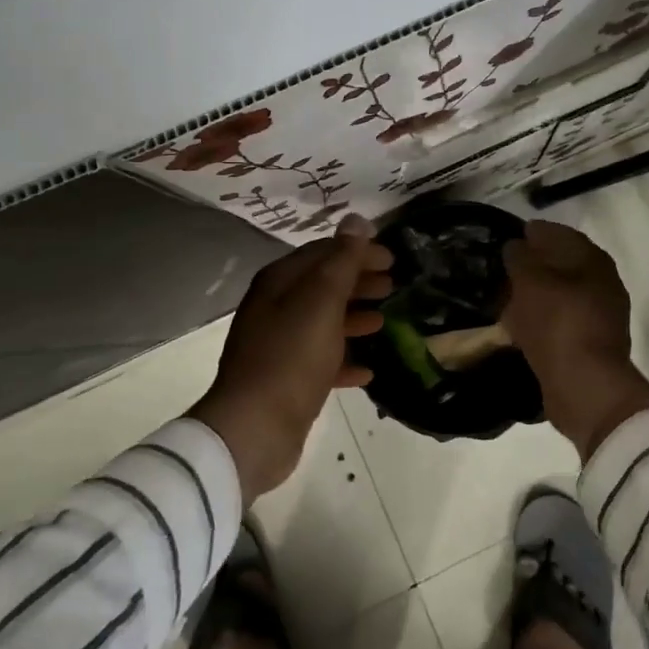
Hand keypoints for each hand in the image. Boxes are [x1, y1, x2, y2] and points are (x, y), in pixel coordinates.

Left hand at [190, 214, 392, 498]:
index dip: (358, 251)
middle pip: (323, 285)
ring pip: (323, 321)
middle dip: (358, 281)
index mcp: (279, 282)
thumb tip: (357, 219)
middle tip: (393, 285)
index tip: (392, 258)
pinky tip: (368, 370)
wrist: (255, 429)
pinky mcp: (286, 379)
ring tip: (383, 321)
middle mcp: (275, 308)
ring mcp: (278, 344)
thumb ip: (342, 260)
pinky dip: (344, 359)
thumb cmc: (291, 357)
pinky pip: (321, 360)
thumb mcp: (322, 301)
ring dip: (353, 317)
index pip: (323, 252)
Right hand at [502, 220, 648, 461]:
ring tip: (504, 297)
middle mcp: (602, 284)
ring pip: (559, 295)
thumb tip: (515, 246)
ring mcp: (599, 316)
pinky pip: (558, 323)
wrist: (585, 386)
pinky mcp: (588, 345)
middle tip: (503, 267)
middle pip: (562, 265)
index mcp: (593, 261)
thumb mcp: (530, 282)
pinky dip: (538, 320)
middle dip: (534, 264)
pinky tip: (516, 326)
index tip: (510, 235)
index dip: (535, 232)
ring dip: (535, 295)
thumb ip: (520, 258)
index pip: (560, 234)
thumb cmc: (558, 323)